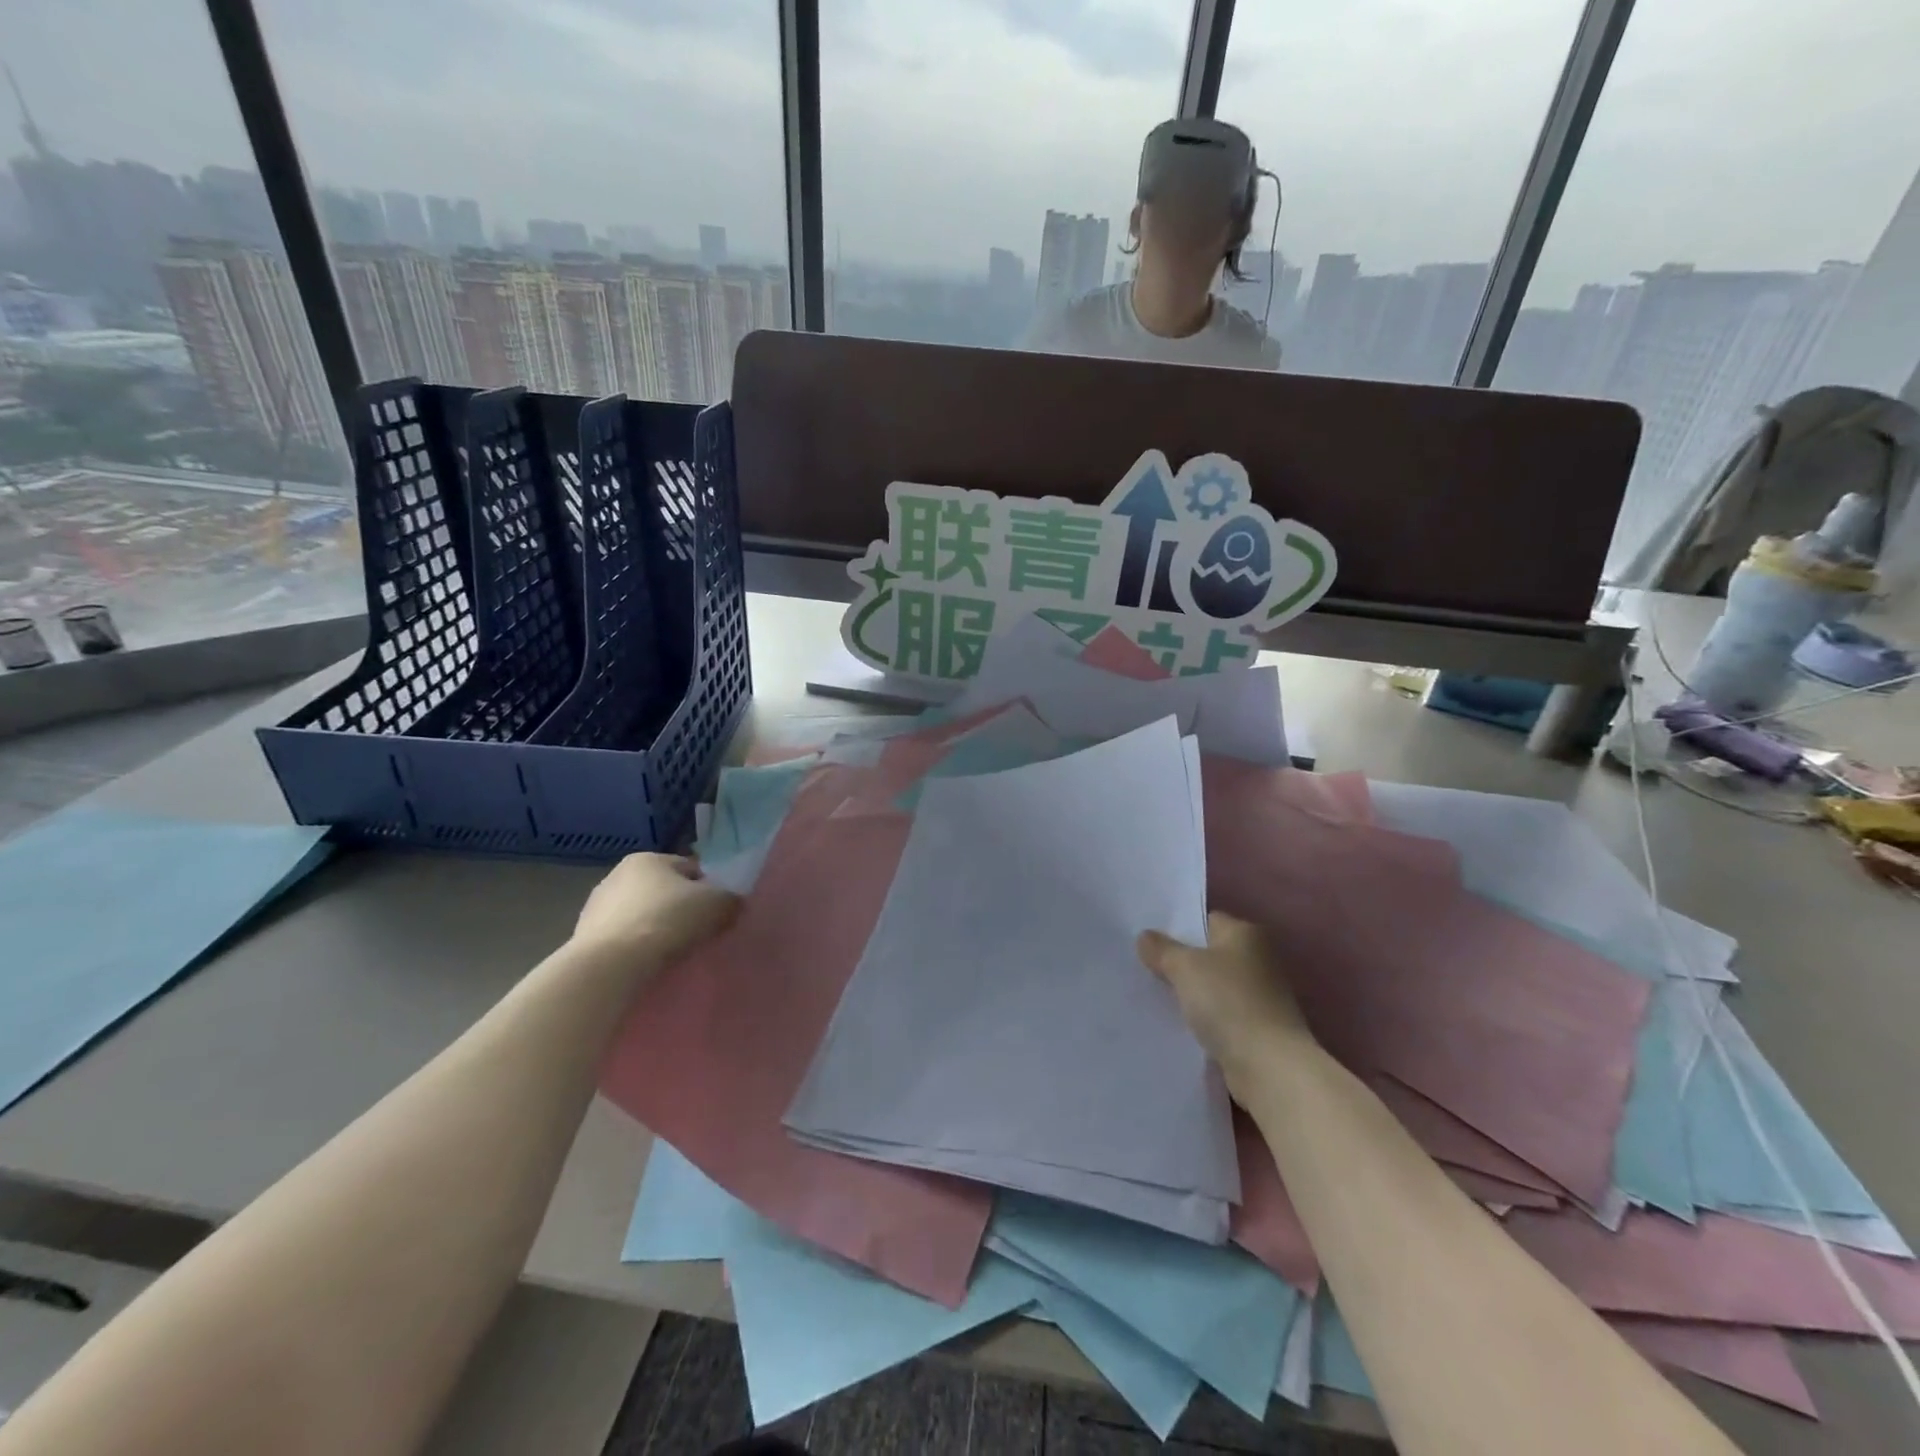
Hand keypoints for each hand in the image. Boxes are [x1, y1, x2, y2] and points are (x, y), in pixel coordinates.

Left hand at [572, 853, 739, 968]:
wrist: (610, 966)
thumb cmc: (667, 921)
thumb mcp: (718, 905)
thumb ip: (731, 900)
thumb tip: (732, 905)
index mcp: (648, 858)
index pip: (690, 869)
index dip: (709, 889)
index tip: (716, 913)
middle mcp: (617, 874)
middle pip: (663, 891)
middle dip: (680, 908)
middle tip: (697, 933)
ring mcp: (596, 907)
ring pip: (641, 915)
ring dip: (656, 928)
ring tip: (671, 953)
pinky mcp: (583, 938)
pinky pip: (623, 939)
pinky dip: (636, 948)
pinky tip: (646, 964)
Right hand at [1139, 912, 1312, 1095]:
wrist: (1268, 1066)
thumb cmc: (1228, 1002)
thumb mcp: (1184, 967)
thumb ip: (1161, 949)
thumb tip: (1145, 937)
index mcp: (1247, 934)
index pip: (1205, 921)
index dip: (1177, 929)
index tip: (1148, 942)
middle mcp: (1259, 959)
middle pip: (1209, 954)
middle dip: (1181, 963)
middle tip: (1145, 968)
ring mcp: (1261, 995)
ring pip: (1213, 986)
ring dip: (1191, 993)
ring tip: (1154, 997)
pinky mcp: (1258, 1028)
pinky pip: (1221, 1014)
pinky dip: (1203, 1018)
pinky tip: (1179, 1024)